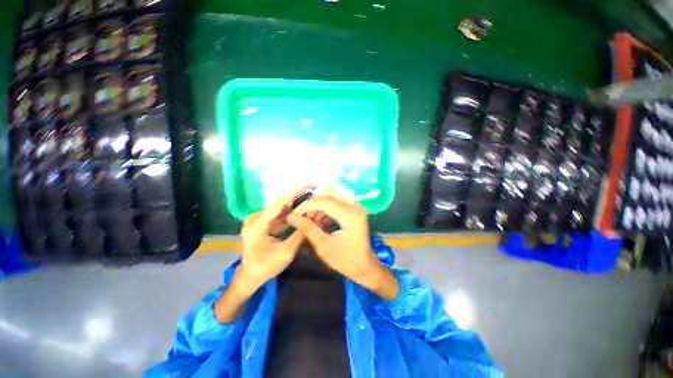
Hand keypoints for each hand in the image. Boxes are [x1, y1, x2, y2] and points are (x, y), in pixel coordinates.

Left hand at [237, 190, 306, 291]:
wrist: (250, 276)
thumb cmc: (266, 267)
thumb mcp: (286, 252)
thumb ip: (300, 233)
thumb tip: (314, 218)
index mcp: (256, 225)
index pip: (278, 204)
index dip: (295, 192)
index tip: (309, 184)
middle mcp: (255, 218)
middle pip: (279, 203)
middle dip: (297, 195)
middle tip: (313, 188)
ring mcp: (257, 219)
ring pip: (280, 207)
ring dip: (295, 202)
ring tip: (310, 196)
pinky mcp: (261, 222)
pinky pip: (278, 213)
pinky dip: (290, 211)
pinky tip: (301, 207)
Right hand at [287, 186, 398, 299]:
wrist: (365, 267)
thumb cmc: (345, 260)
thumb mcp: (324, 246)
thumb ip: (308, 229)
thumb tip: (291, 217)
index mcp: (350, 215)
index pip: (325, 202)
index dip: (307, 206)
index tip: (293, 214)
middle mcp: (355, 206)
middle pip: (328, 198)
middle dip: (312, 207)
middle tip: (299, 218)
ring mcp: (356, 207)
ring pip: (331, 200)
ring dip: (318, 209)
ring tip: (308, 222)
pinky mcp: (354, 210)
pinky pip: (336, 205)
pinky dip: (325, 211)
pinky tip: (319, 222)